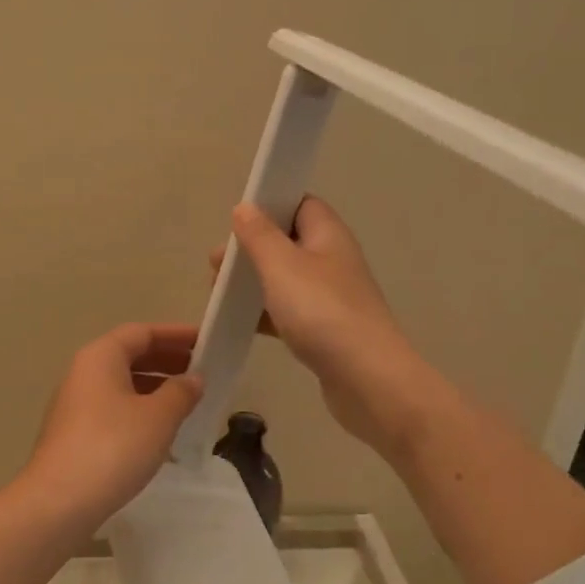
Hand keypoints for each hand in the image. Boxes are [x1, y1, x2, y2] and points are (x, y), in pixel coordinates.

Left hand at [16, 323, 203, 530]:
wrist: (59, 502)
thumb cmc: (113, 447)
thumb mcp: (158, 418)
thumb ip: (181, 392)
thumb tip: (193, 378)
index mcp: (101, 356)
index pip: (142, 332)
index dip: (176, 334)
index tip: (206, 341)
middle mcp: (84, 373)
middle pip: (130, 355)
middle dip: (167, 360)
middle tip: (202, 370)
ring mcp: (76, 404)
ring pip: (122, 384)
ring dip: (155, 387)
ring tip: (188, 401)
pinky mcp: (75, 434)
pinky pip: (114, 408)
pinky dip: (140, 409)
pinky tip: (161, 431)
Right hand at [214, 198, 455, 463]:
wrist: (367, 379)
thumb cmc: (321, 312)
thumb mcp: (281, 266)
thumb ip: (259, 235)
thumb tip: (245, 207)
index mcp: (328, 235)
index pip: (300, 204)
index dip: (270, 206)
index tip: (236, 222)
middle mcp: (332, 260)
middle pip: (288, 242)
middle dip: (251, 249)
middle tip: (216, 266)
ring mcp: (331, 297)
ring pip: (285, 279)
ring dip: (253, 283)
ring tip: (218, 293)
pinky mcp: (325, 330)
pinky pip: (289, 312)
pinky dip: (264, 314)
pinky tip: (239, 324)